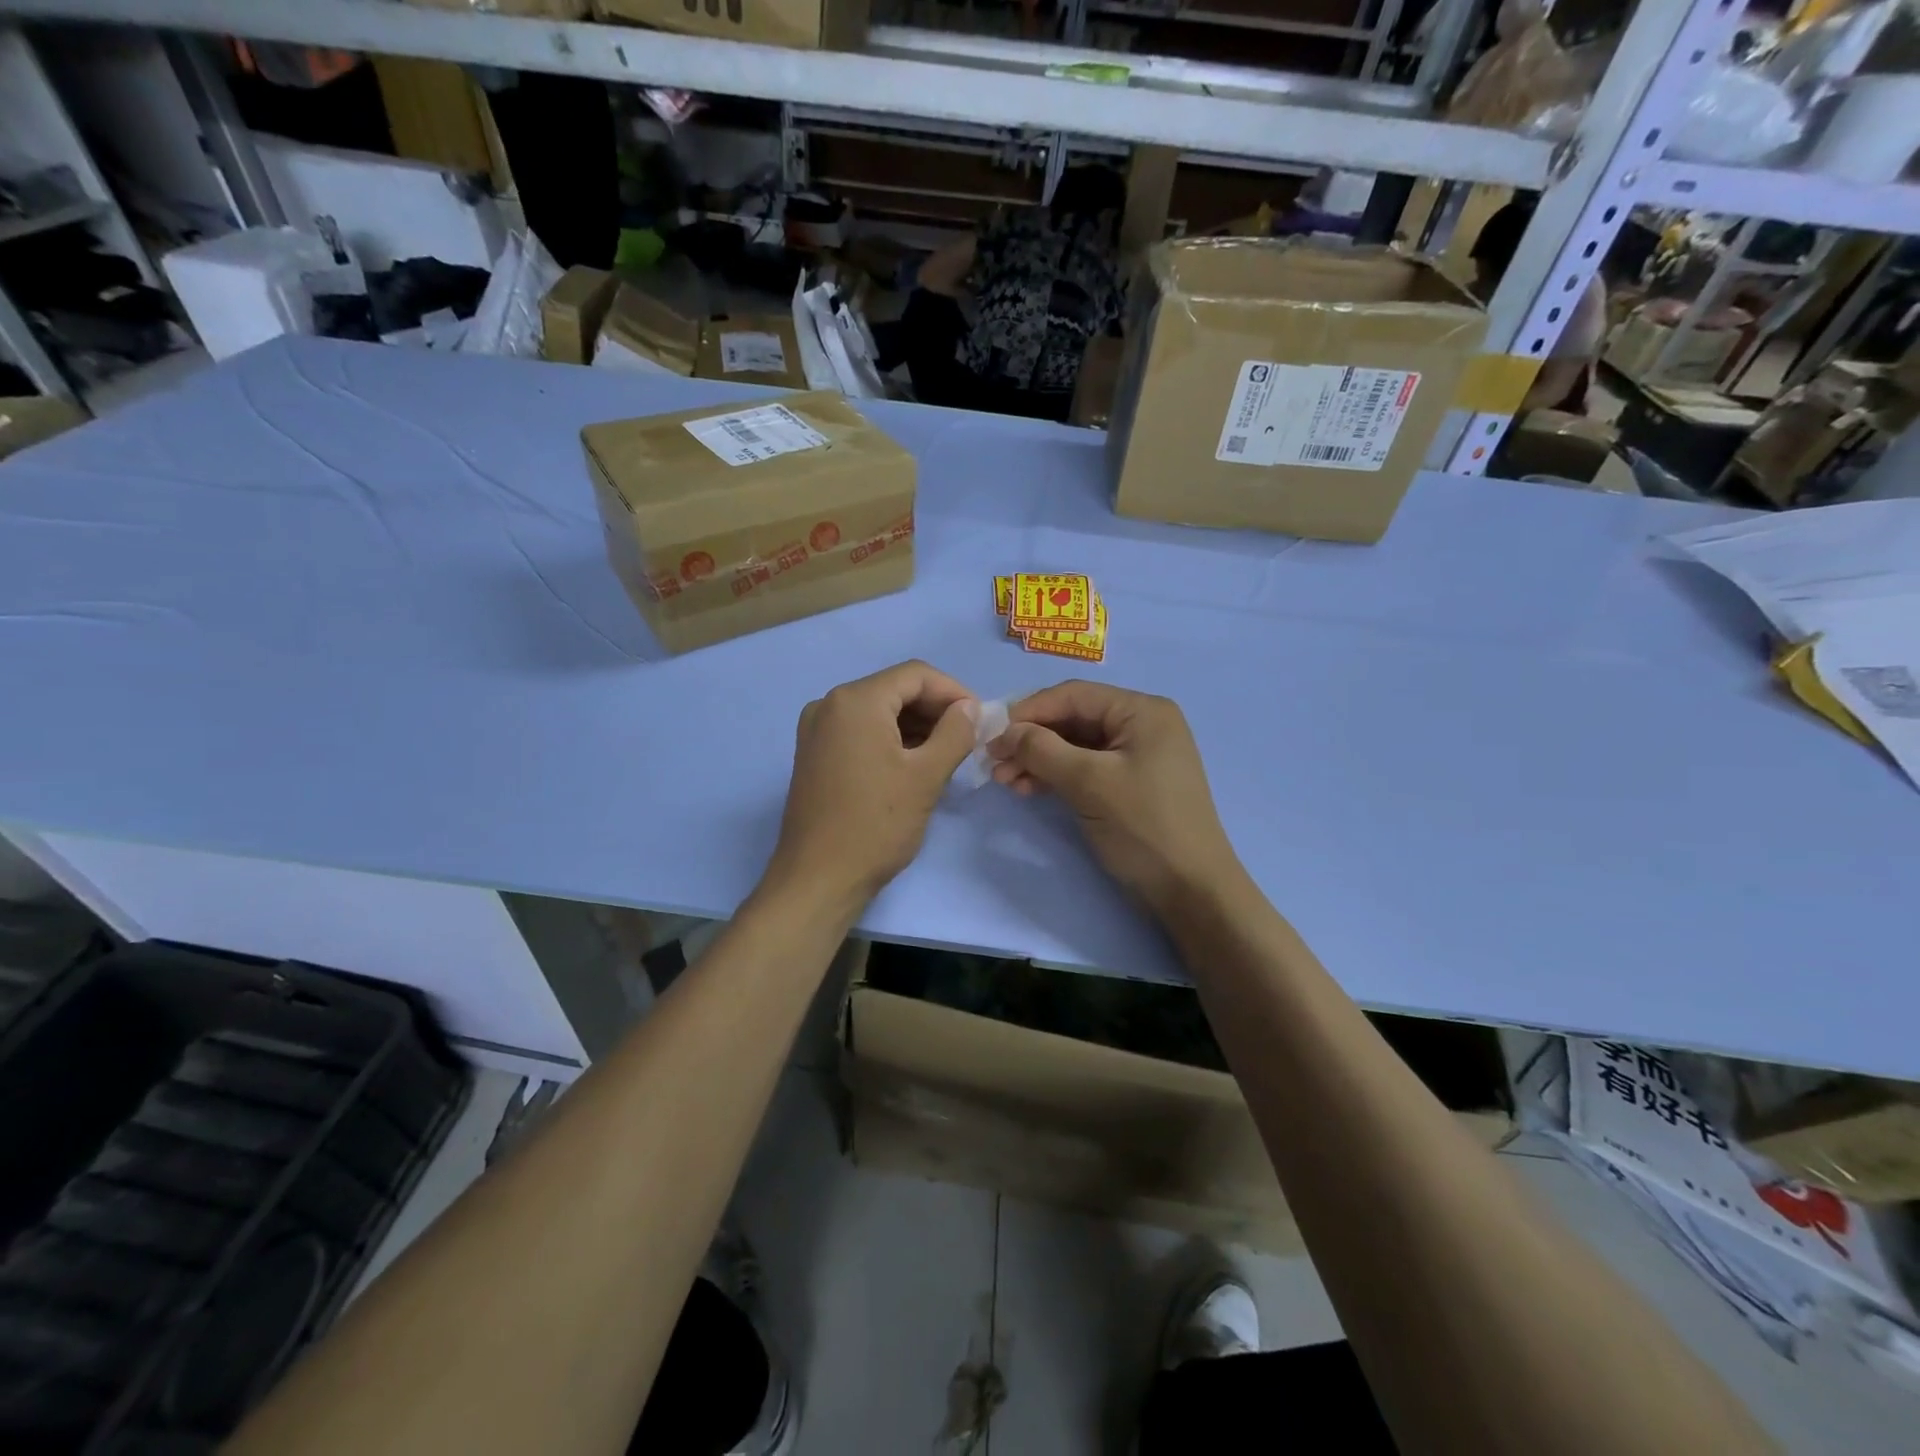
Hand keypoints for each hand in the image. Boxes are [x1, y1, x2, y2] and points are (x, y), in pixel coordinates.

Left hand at [767, 661, 978, 910]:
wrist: (818, 878)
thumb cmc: (876, 824)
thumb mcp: (926, 776)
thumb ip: (955, 733)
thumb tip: (970, 708)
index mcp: (855, 701)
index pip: (916, 675)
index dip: (954, 691)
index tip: (981, 719)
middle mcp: (830, 704)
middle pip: (895, 689)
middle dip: (935, 709)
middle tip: (968, 738)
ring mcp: (817, 729)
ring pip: (879, 711)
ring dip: (916, 725)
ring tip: (947, 753)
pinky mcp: (814, 753)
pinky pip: (861, 731)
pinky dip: (891, 739)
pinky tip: (915, 763)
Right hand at [988, 681, 1241, 917]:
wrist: (1191, 891)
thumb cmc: (1144, 826)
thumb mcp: (1089, 783)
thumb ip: (1043, 750)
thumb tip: (1005, 732)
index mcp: (1142, 711)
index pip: (1074, 695)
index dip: (1029, 711)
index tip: (991, 734)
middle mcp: (1141, 724)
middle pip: (1072, 719)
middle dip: (1031, 739)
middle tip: (993, 763)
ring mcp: (1137, 755)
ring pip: (1074, 746)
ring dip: (1038, 760)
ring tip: (1004, 781)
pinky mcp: (1129, 784)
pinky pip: (1084, 768)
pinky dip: (1055, 776)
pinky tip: (1028, 789)